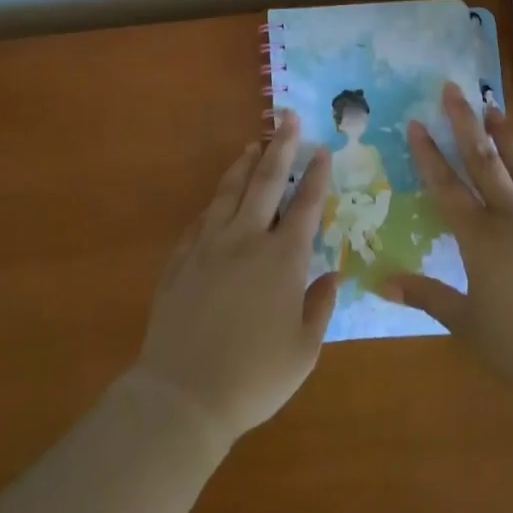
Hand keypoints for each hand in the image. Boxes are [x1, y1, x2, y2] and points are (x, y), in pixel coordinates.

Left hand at [132, 113, 338, 450]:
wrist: (183, 395)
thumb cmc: (254, 377)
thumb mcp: (304, 350)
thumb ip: (320, 307)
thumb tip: (332, 276)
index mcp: (282, 259)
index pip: (305, 205)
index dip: (316, 176)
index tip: (322, 149)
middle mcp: (246, 240)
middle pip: (266, 182)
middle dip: (280, 147)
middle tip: (287, 118)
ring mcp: (208, 247)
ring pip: (228, 193)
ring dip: (243, 166)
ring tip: (252, 145)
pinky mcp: (180, 261)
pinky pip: (199, 222)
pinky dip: (212, 206)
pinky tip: (215, 202)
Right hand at [384, 84, 512, 407]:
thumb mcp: (466, 323)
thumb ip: (426, 296)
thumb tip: (382, 283)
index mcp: (480, 238)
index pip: (447, 186)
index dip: (428, 154)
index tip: (416, 123)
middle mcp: (512, 218)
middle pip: (484, 161)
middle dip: (465, 123)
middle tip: (454, 89)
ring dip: (505, 136)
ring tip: (494, 108)